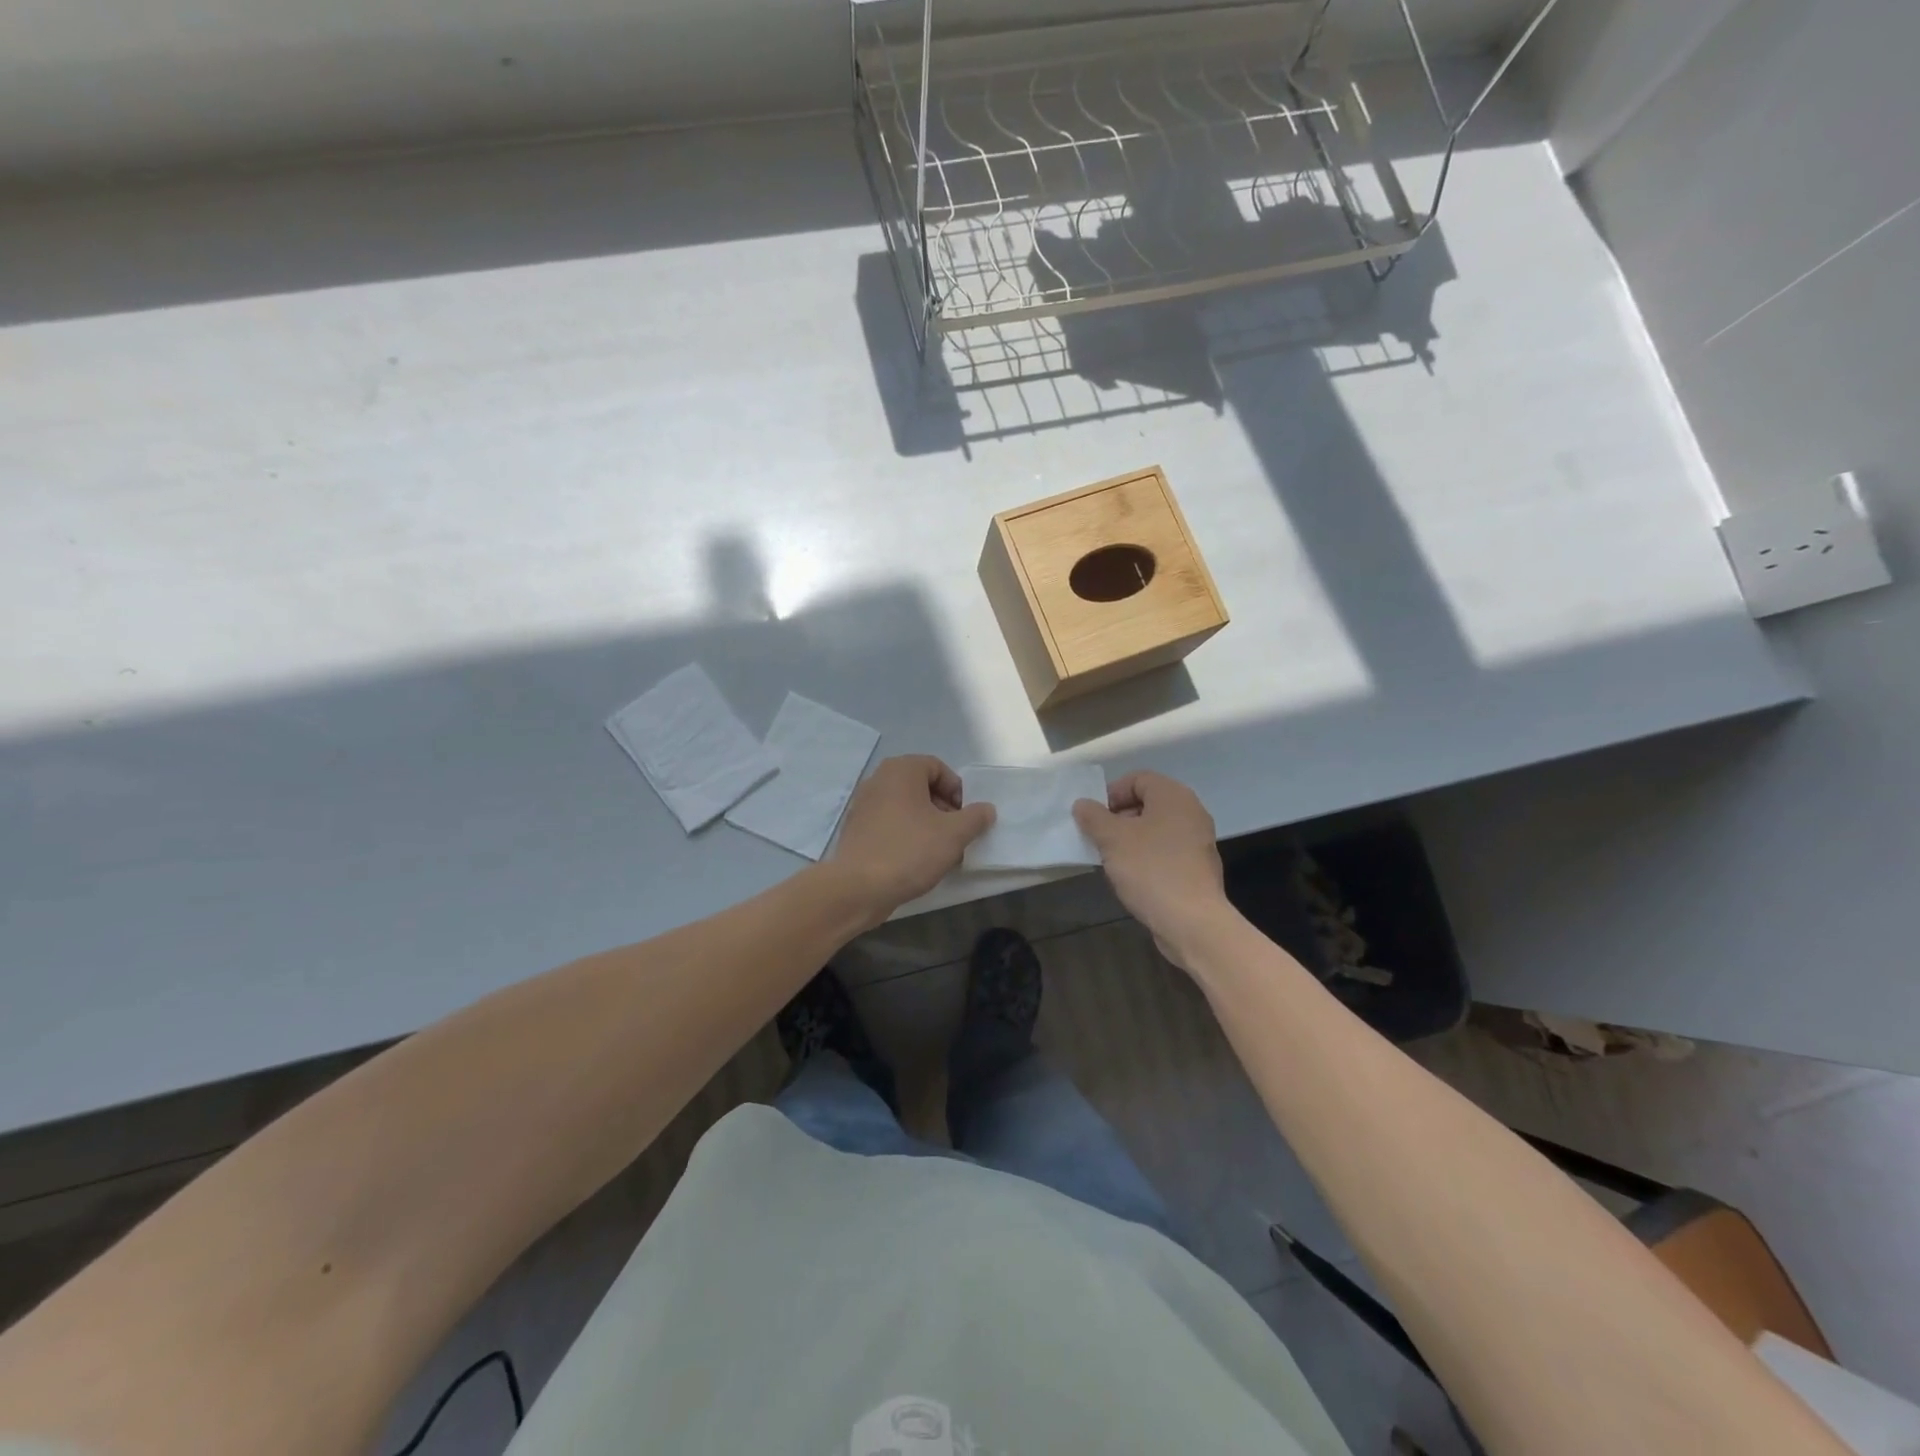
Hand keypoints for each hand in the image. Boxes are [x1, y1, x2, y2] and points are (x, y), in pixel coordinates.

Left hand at [830, 755, 994, 921]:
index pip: (938, 768)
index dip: (957, 790)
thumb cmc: (910, 851)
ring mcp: (863, 805)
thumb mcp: (954, 834)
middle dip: (943, 809)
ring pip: (906, 807)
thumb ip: (975, 817)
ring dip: (927, 825)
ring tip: (939, 853)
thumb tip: (986, 809)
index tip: (964, 818)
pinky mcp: (856, 829)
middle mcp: (879, 780)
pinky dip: (906, 835)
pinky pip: (890, 824)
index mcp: (901, 770)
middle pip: (921, 787)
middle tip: (955, 836)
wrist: (858, 888)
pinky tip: (915, 861)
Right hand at [1073, 771, 1229, 967]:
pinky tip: (1133, 877)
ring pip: (1156, 829)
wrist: (1191, 921)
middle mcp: (1191, 812)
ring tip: (1111, 859)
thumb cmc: (1150, 869)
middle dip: (1119, 817)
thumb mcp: (1112, 839)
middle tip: (1099, 838)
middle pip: (1147, 803)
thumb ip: (1093, 817)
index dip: (1111, 793)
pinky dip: (1147, 856)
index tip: (1093, 817)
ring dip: (1131, 839)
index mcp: (1173, 796)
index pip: (1138, 778)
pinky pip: (1166, 850)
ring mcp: (1198, 841)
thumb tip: (1083, 804)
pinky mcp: (1198, 867)